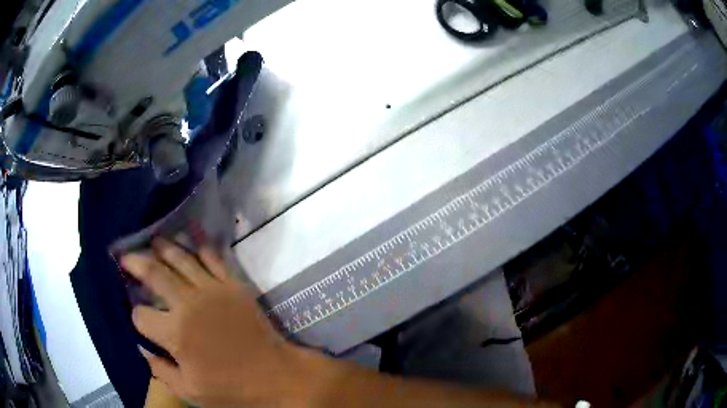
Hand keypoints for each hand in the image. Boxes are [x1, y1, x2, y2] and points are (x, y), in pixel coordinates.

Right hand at [121, 239, 333, 406]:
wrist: (276, 376)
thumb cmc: (232, 389)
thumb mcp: (190, 391)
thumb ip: (160, 370)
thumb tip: (142, 348)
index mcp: (175, 334)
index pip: (140, 315)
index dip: (135, 317)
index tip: (139, 319)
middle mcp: (188, 304)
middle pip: (153, 273)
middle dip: (135, 262)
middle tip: (125, 257)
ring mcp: (212, 289)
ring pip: (180, 258)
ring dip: (163, 247)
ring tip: (152, 241)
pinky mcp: (233, 284)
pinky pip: (212, 257)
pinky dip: (199, 244)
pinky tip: (190, 235)